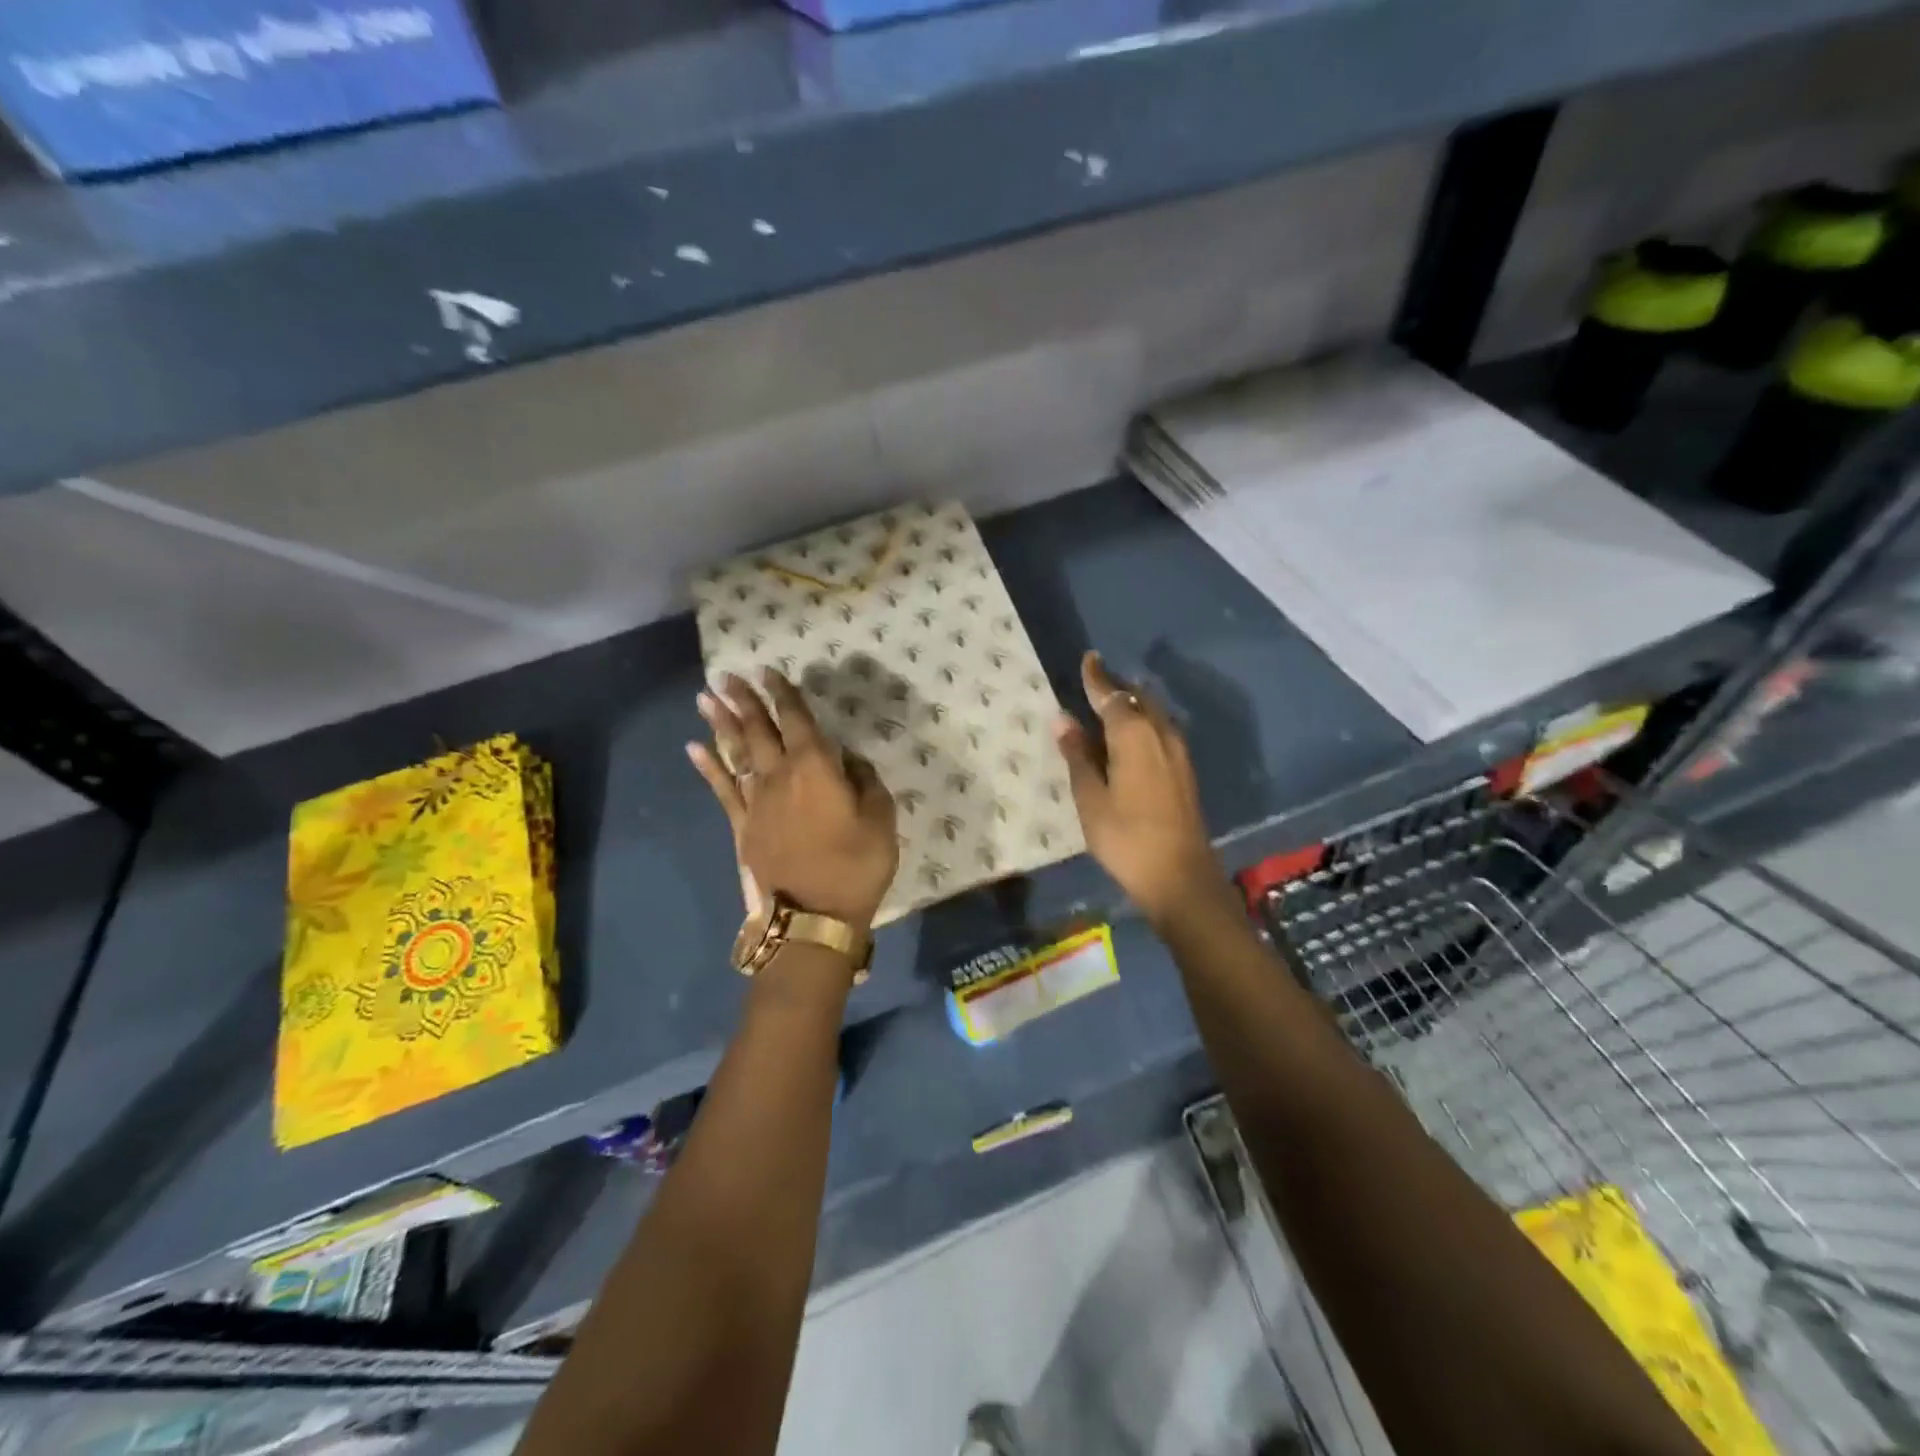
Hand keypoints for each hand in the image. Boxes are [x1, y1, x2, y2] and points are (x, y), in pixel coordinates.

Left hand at [688, 669, 898, 929]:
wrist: (813, 917)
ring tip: (705, 697)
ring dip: (720, 723)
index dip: (783, 694)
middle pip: (758, 729)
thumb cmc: (855, 865)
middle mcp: (780, 775)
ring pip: (734, 752)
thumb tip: (849, 759)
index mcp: (816, 767)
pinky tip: (694, 748)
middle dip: (743, 699)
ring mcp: (755, 801)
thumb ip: (867, 781)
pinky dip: (707, 767)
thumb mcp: (881, 819)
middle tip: (726, 675)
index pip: (797, 719)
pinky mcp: (742, 826)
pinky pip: (721, 789)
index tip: (768, 671)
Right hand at [1053, 651, 1228, 925]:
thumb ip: (1078, 756)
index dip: (1097, 678)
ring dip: (1133, 705)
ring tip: (1111, 707)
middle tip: (1096, 683)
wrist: (1180, 877)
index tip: (1089, 659)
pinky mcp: (1185, 773)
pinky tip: (1131, 739)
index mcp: (1134, 735)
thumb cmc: (1126, 837)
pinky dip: (1143, 724)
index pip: (1112, 695)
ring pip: (1154, 715)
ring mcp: (1178, 754)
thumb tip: (1063, 719)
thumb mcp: (1090, 798)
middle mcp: (1161, 735)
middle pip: (1139, 699)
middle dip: (1118, 688)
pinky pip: (1161, 732)